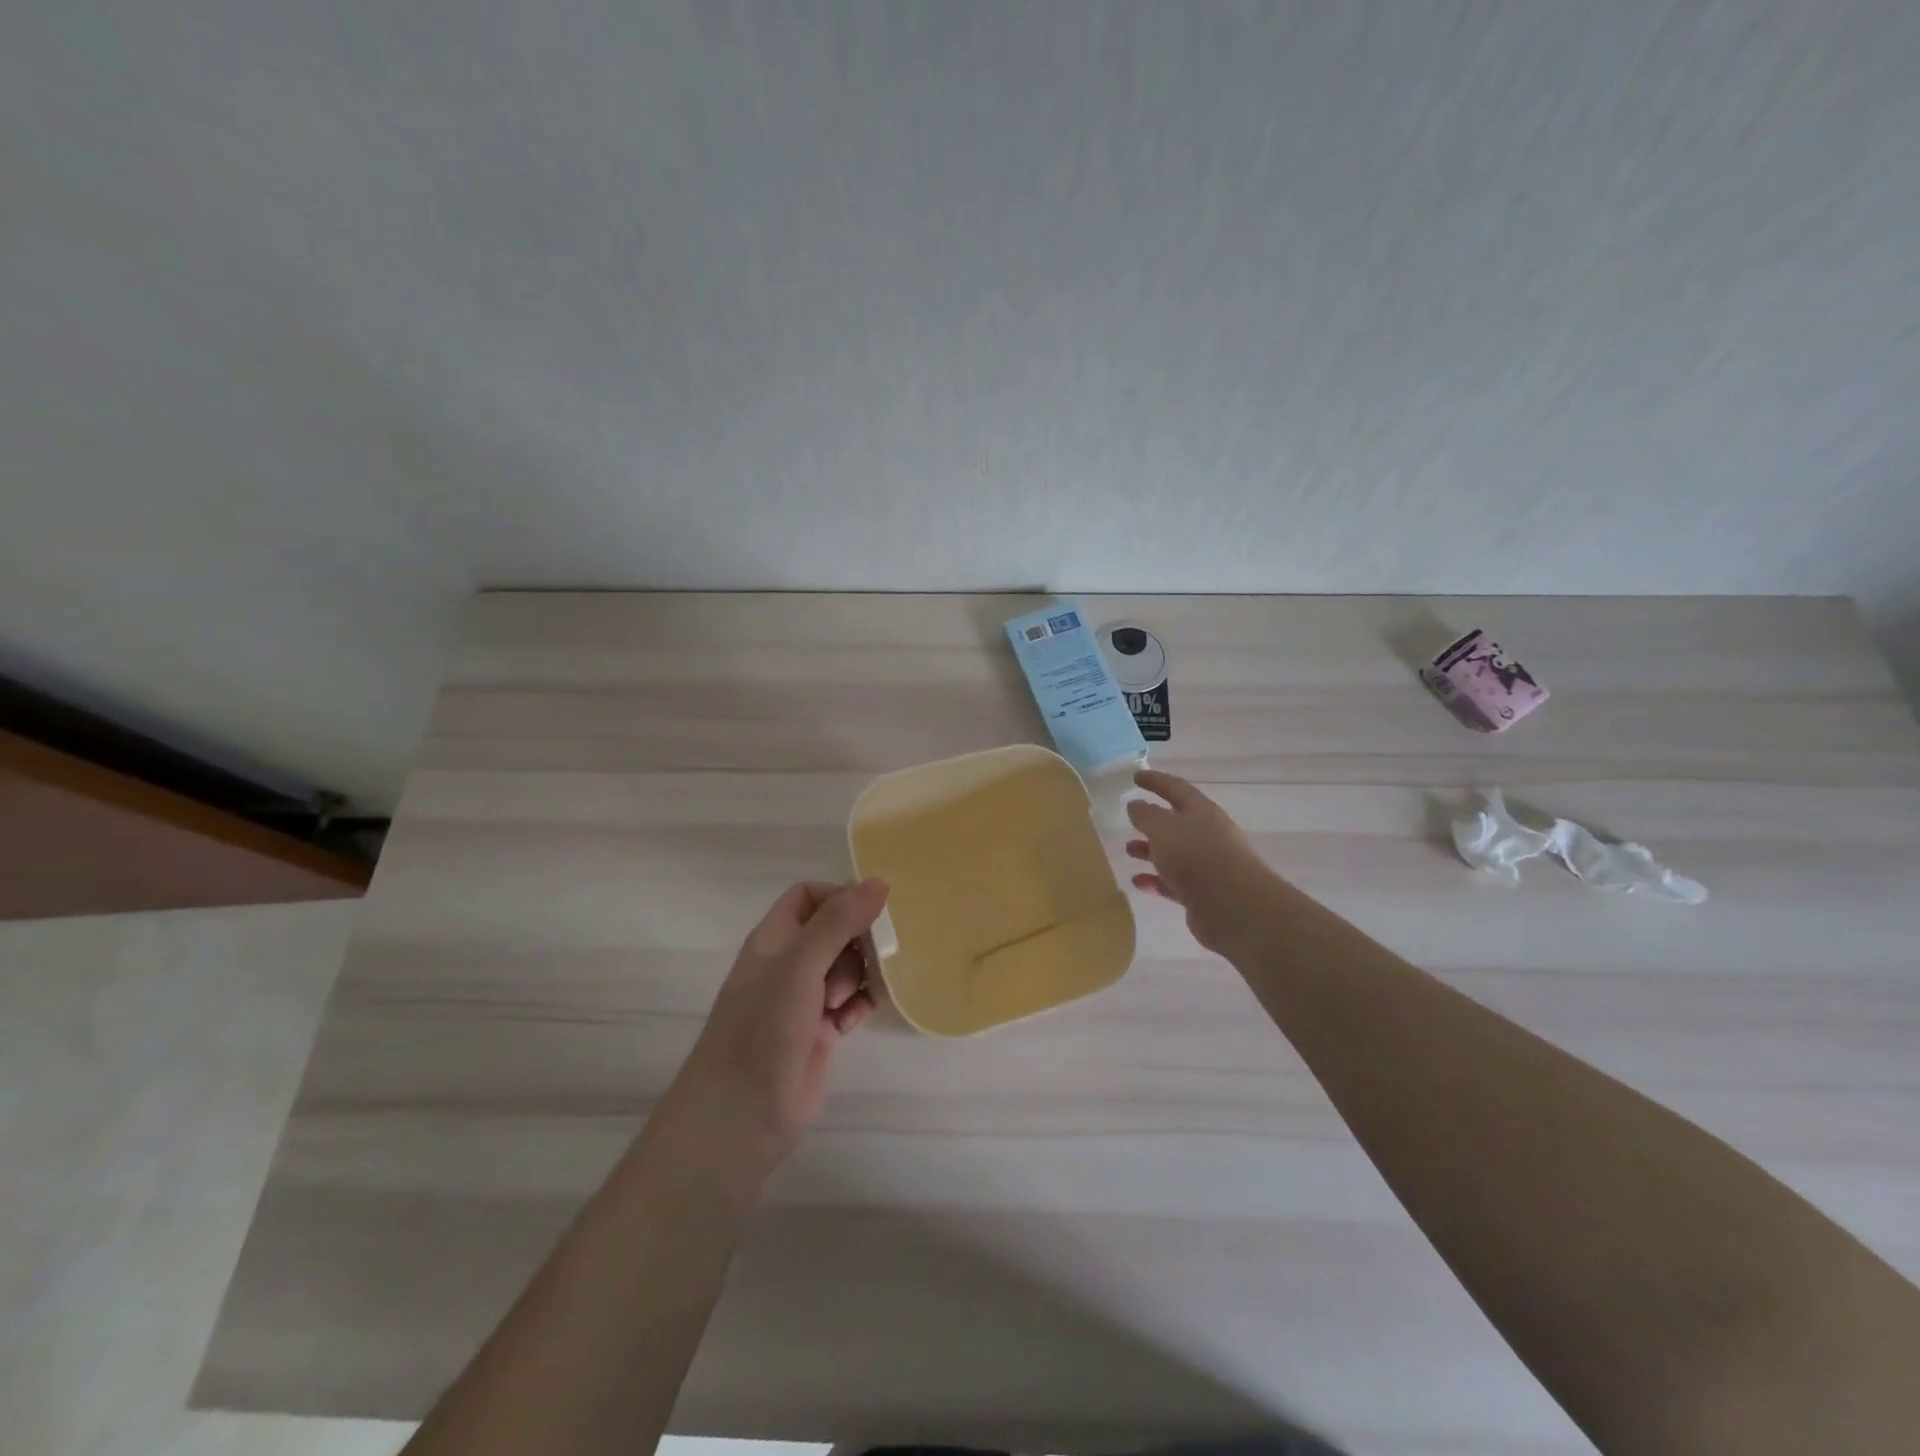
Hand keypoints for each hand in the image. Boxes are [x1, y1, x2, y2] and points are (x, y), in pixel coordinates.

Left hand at [668, 879, 887, 1173]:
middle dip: (857, 940)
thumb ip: (839, 922)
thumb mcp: (800, 964)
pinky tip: (855, 1019)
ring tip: (847, 999)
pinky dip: (859, 1005)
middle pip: (835, 930)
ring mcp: (803, 999)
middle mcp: (788, 962)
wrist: (741, 1113)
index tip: (869, 915)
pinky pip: (850, 1003)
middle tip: (868, 960)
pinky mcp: (819, 1031)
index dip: (840, 898)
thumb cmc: (763, 1026)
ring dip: (860, 975)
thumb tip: (878, 882)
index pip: (810, 896)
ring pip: (846, 967)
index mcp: (775, 938)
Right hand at [1126, 769, 1275, 955]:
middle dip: (1152, 821)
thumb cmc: (1196, 856)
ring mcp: (1207, 865)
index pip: (1176, 788)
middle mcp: (1207, 834)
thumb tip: (1135, 805)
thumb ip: (1145, 815)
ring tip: (1129, 851)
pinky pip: (1174, 882)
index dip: (1155, 781)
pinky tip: (1138, 882)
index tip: (1135, 776)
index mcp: (1201, 811)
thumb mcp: (1163, 828)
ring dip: (1150, 851)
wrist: (1234, 906)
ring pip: (1173, 853)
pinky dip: (1156, 880)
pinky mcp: (1203, 893)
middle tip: (1129, 820)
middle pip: (1176, 822)